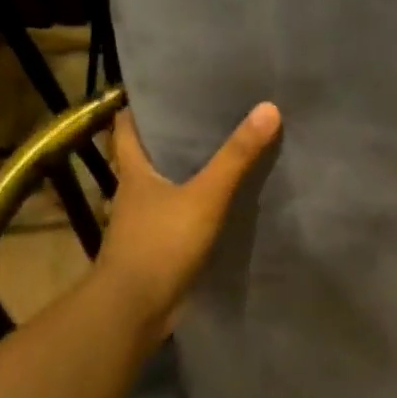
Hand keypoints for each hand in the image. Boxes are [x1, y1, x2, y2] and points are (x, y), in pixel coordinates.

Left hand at [91, 102, 281, 347]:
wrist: (134, 310)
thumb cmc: (160, 243)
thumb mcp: (205, 195)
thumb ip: (236, 156)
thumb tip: (268, 108)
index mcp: (135, 171)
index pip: (127, 126)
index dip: (142, 105)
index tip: (169, 87)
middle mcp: (135, 191)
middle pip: (151, 153)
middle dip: (176, 134)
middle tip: (214, 111)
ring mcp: (146, 221)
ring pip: (168, 184)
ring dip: (190, 170)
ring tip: (228, 149)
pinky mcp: (160, 246)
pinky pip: (182, 213)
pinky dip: (200, 203)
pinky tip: (227, 199)